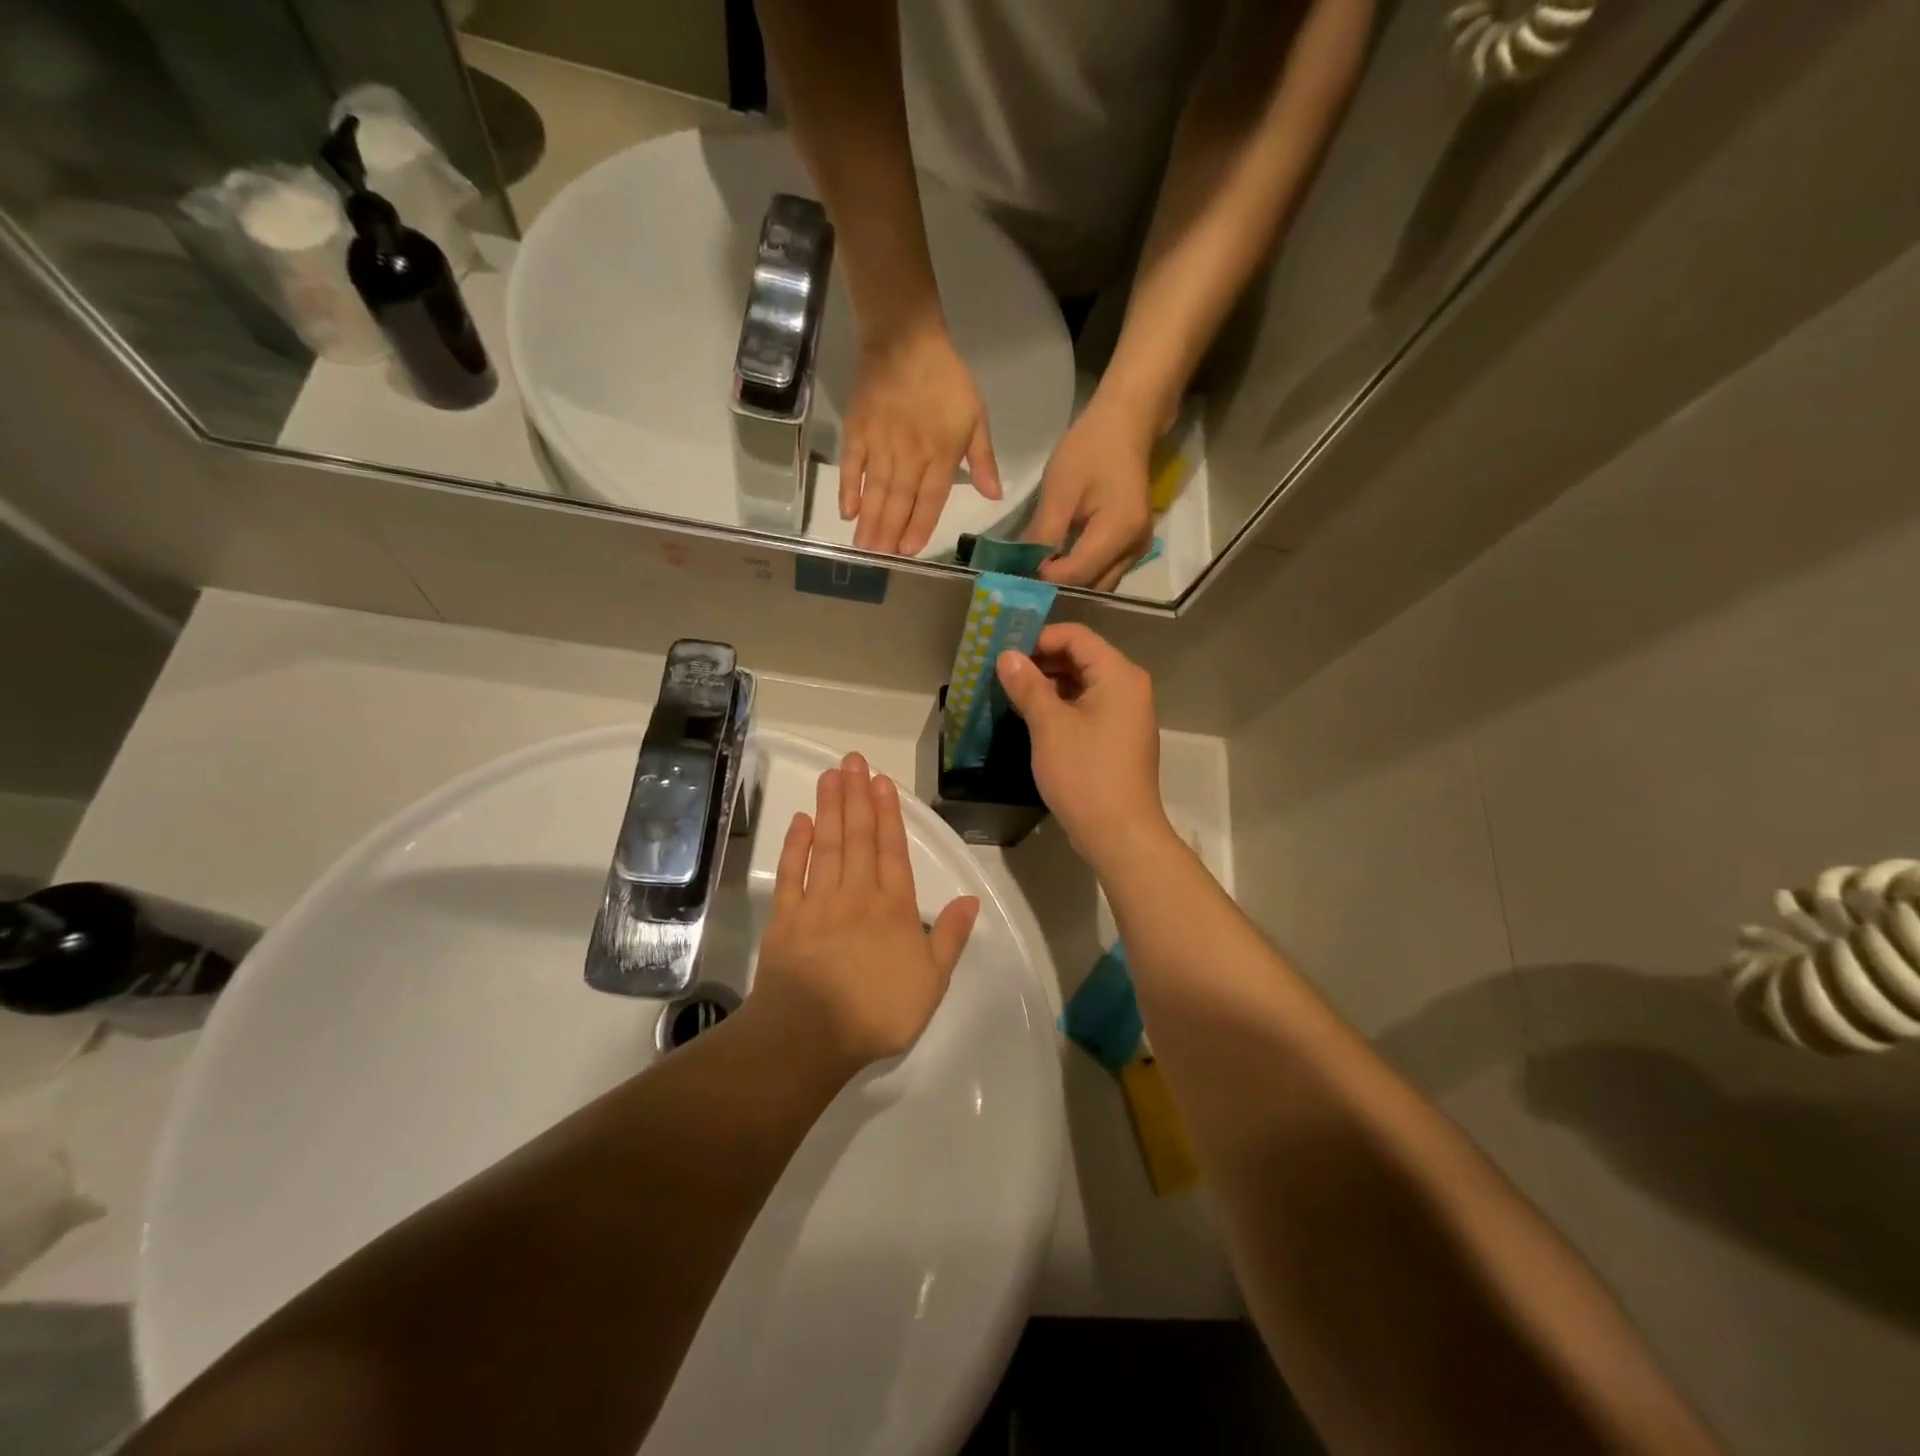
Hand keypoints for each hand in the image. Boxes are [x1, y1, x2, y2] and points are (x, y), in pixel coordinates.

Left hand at [753, 753, 979, 1068]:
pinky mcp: (787, 918)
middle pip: (859, 837)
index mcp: (894, 909)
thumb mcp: (932, 982)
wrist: (811, 1035)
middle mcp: (857, 895)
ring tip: (831, 776)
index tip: (882, 782)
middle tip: (852, 760)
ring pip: (828, 846)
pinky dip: (797, 845)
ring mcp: (818, 903)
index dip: (889, 814)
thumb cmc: (878, 1012)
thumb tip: (972, 899)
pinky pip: (793, 873)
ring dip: (830, 809)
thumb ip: (951, 937)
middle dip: (857, 796)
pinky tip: (801, 821)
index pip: (893, 851)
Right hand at [841, 325, 1001, 556]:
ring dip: (870, 521)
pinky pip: (852, 466)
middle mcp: (910, 455)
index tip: (909, 551)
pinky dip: (849, 489)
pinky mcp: (857, 431)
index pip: (930, 499)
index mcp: (941, 454)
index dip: (920, 526)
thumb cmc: (946, 380)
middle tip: (880, 560)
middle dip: (890, 533)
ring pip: (876, 490)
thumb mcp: (976, 417)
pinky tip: (847, 513)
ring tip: (864, 549)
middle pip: (900, 501)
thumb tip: (995, 496)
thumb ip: (983, 460)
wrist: (905, 339)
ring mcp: (881, 444)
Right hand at [995, 626, 1169, 862]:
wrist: (1119, 833)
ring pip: (1083, 685)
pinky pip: (1088, 708)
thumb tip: (1007, 656)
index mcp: (1118, 674)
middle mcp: (1128, 687)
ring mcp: (1126, 715)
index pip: (1076, 636)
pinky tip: (1032, 718)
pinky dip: (1061, 707)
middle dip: (1041, 661)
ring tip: (1010, 693)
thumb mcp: (1049, 725)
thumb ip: (1028, 685)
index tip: (1004, 651)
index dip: (1038, 637)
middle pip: (1081, 658)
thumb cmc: (1085, 772)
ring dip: (1048, 685)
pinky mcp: (1118, 739)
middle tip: (1001, 672)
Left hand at [1024, 395, 1155, 591]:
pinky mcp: (1134, 547)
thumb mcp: (1059, 489)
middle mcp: (1135, 548)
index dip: (1045, 577)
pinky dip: (1081, 572)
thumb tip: (1024, 568)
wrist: (1126, 425)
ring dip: (1069, 582)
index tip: (1017, 571)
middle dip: (1057, 586)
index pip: (1076, 574)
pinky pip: (1104, 572)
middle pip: (1090, 586)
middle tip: (1025, 576)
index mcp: (1119, 531)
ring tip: (1039, 571)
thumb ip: (1043, 534)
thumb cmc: (1090, 449)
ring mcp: (1138, 550)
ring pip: (1098, 584)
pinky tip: (1058, 562)